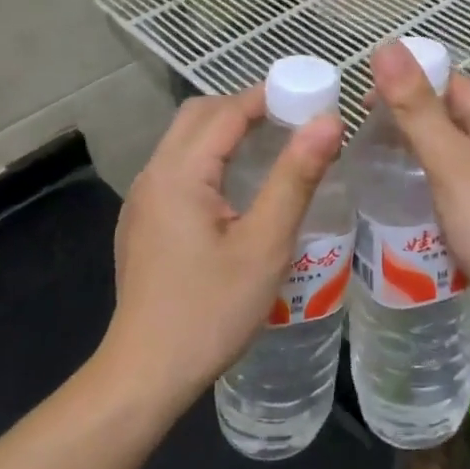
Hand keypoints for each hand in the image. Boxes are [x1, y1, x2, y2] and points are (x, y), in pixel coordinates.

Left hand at [104, 90, 344, 409]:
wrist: (146, 372)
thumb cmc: (211, 310)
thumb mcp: (265, 245)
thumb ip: (295, 178)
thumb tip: (328, 122)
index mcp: (179, 173)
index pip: (226, 111)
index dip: (269, 96)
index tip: (311, 96)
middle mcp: (153, 175)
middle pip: (199, 117)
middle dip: (245, 108)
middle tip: (294, 120)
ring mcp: (141, 200)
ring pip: (184, 143)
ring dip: (227, 133)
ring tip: (274, 147)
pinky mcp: (142, 223)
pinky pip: (178, 170)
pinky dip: (210, 159)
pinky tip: (238, 190)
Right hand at [371, 40, 469, 329]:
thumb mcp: (452, 164)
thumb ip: (417, 109)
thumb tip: (387, 45)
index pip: (450, 83)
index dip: (408, 82)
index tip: (363, 102)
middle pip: (453, 118)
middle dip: (410, 120)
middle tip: (362, 139)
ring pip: (456, 156)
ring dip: (419, 155)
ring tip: (377, 169)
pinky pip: (462, 188)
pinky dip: (434, 187)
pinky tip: (411, 206)